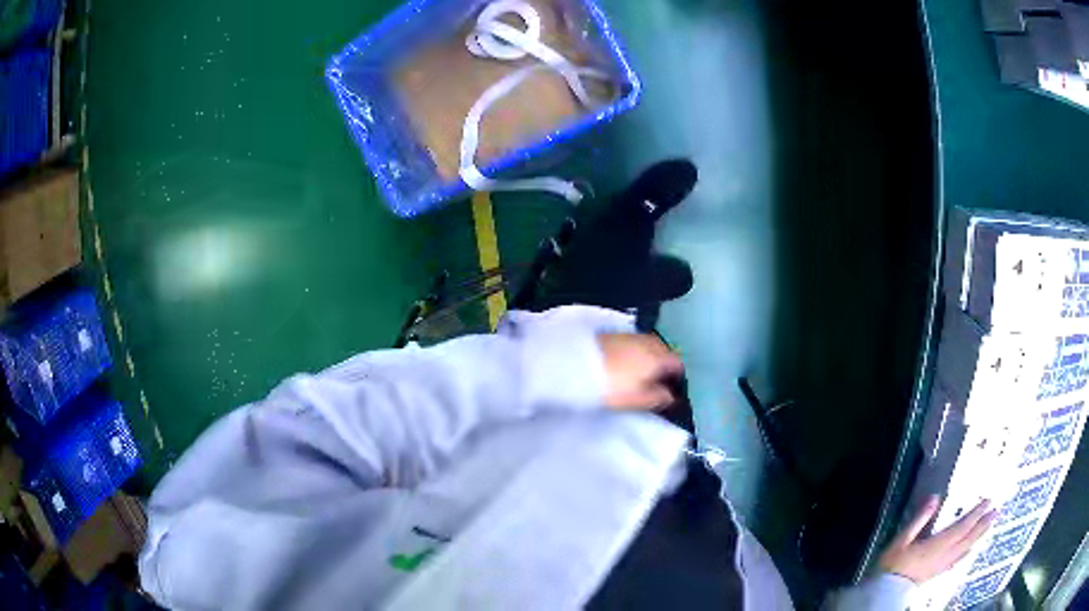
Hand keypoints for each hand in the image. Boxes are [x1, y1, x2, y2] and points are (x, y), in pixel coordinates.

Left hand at [598, 334, 683, 410]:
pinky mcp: (616, 334)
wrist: (575, 363)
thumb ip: (658, 398)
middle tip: (658, 383)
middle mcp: (650, 341)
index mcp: (660, 357)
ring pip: (650, 347)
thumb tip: (671, 396)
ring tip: (641, 375)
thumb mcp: (637, 399)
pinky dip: (637, 353)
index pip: (678, 365)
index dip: (678, 378)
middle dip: (664, 366)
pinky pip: (635, 344)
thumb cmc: (612, 385)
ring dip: (650, 358)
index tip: (673, 390)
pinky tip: (627, 364)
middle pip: (665, 352)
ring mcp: (632, 335)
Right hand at [879, 496, 995, 583]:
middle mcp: (945, 554)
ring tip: (989, 525)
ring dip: (979, 535)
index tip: (988, 501)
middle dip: (983, 524)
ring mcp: (943, 564)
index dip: (976, 513)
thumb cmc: (894, 563)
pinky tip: (971, 550)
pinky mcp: (938, 572)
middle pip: (968, 537)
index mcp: (939, 544)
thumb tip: (935, 498)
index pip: (963, 526)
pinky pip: (957, 560)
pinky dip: (967, 552)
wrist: (887, 590)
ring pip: (966, 548)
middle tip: (996, 511)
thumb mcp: (903, 539)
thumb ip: (920, 519)